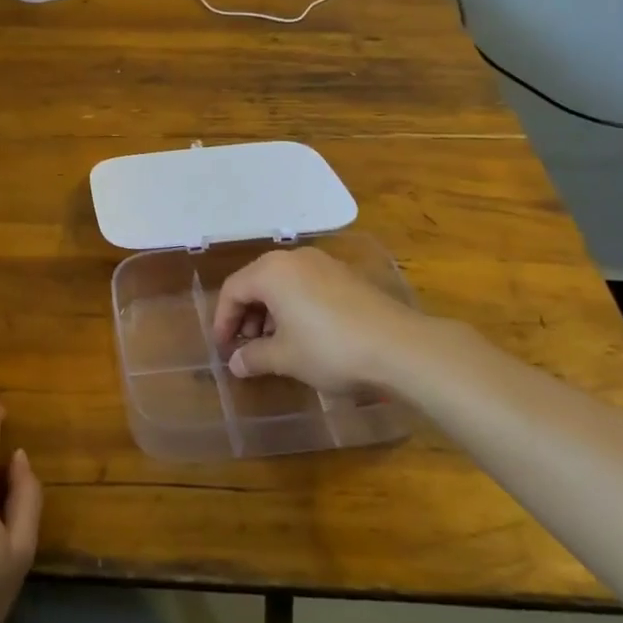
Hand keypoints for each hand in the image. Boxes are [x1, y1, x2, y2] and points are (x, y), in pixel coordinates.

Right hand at [212, 246, 439, 395]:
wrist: (400, 347)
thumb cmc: (330, 349)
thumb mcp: (285, 358)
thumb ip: (254, 357)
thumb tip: (235, 363)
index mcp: (271, 272)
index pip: (232, 291)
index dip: (222, 321)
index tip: (223, 349)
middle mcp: (293, 259)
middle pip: (256, 283)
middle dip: (246, 316)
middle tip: (247, 348)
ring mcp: (323, 264)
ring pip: (282, 284)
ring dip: (270, 312)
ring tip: (274, 345)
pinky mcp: (345, 276)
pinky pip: (305, 286)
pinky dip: (294, 307)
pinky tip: (303, 335)